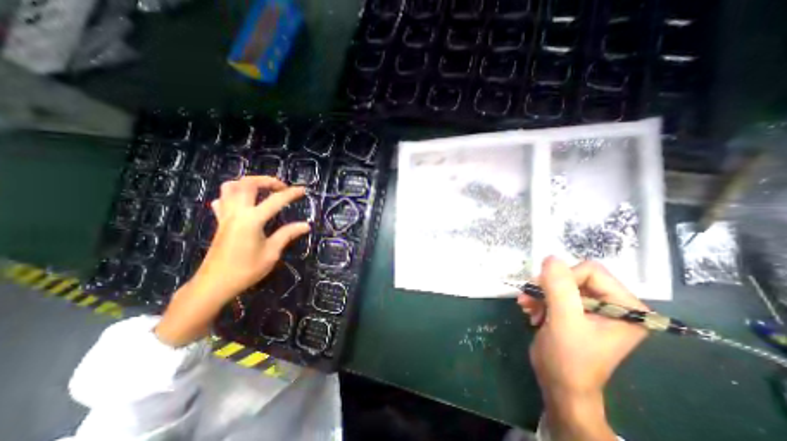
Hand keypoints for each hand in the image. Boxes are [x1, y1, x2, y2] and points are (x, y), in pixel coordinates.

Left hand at [154, 175, 310, 347]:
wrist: (214, 284)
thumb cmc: (246, 270)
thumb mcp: (271, 253)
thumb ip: (287, 234)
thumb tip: (305, 225)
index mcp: (252, 220)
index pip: (275, 200)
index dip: (291, 194)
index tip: (303, 190)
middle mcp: (237, 212)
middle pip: (248, 184)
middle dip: (267, 181)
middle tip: (281, 187)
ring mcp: (225, 216)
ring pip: (230, 187)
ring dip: (248, 183)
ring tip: (263, 190)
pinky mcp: (220, 222)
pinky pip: (222, 200)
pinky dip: (233, 195)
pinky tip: (243, 202)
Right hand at [521, 257, 648, 437]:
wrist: (559, 385)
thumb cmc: (569, 358)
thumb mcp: (564, 321)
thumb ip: (559, 287)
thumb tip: (550, 257)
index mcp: (626, 307)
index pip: (592, 271)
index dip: (564, 278)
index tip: (545, 292)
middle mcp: (613, 304)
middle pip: (574, 276)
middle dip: (548, 286)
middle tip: (530, 297)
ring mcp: (593, 308)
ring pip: (560, 283)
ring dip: (540, 293)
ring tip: (526, 305)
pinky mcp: (576, 312)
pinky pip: (554, 293)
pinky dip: (539, 299)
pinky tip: (530, 310)